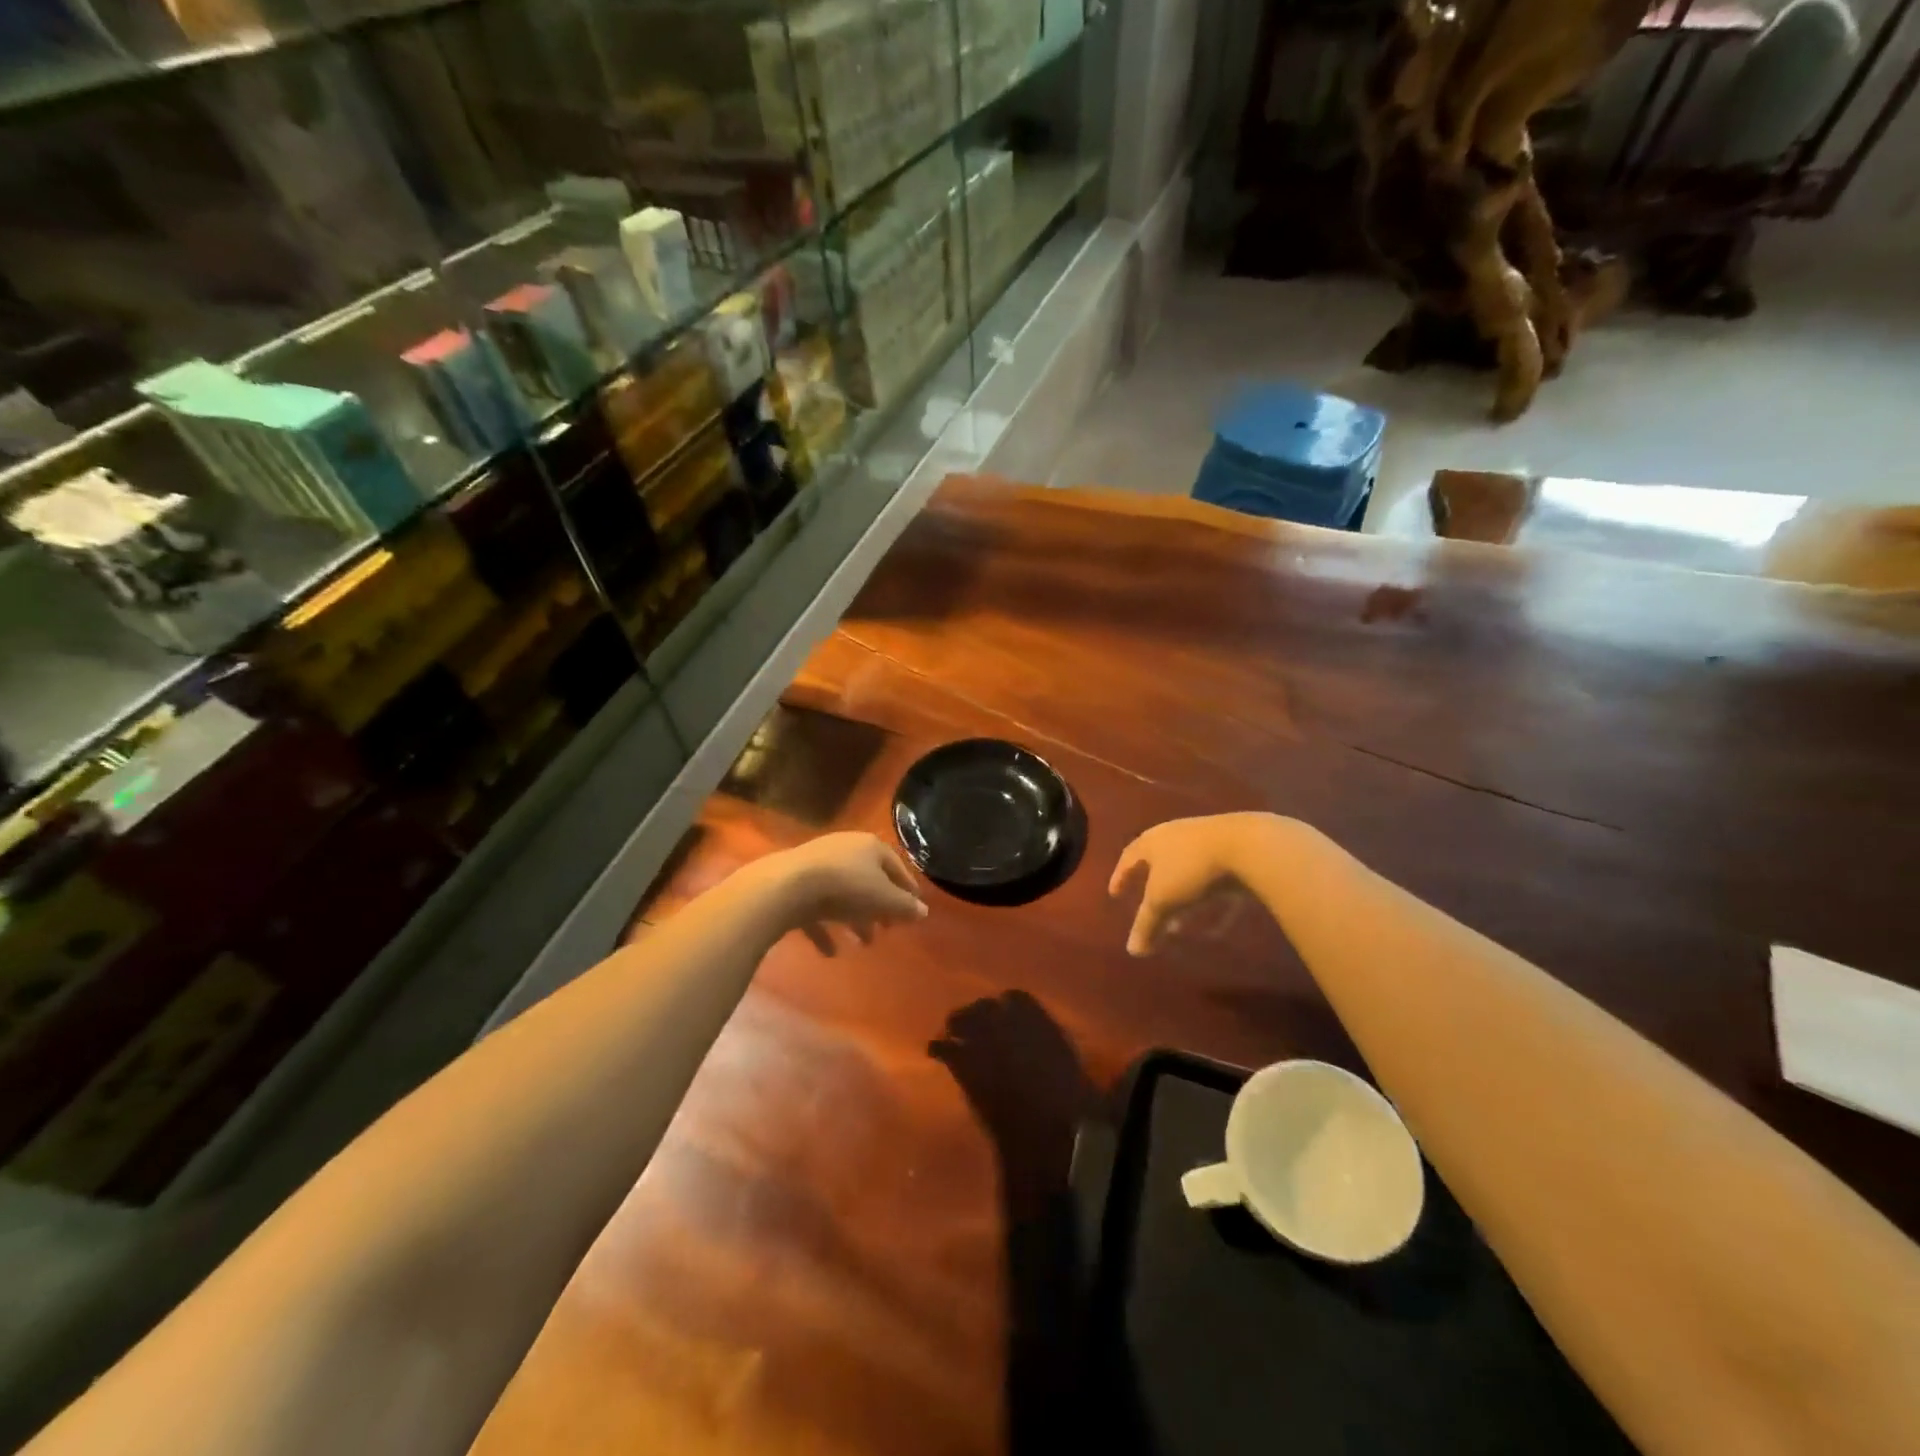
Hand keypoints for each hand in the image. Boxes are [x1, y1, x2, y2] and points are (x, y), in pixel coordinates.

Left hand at [763, 832, 927, 954]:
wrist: (787, 887)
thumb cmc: (846, 887)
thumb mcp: (884, 899)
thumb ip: (905, 907)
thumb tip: (923, 911)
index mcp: (870, 847)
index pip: (896, 867)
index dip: (908, 889)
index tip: (915, 909)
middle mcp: (845, 850)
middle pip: (869, 880)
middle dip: (880, 906)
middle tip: (889, 929)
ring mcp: (817, 866)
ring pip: (843, 894)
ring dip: (855, 918)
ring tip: (864, 943)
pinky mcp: (795, 886)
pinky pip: (816, 909)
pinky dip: (825, 929)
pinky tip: (831, 952)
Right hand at [1108, 813, 1278, 955]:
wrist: (1248, 845)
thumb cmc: (1191, 868)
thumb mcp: (1163, 900)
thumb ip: (1146, 924)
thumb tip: (1132, 951)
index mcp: (1151, 840)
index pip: (1128, 857)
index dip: (1120, 877)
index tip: (1114, 894)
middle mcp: (1174, 834)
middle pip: (1157, 860)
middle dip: (1151, 886)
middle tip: (1148, 907)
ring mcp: (1205, 838)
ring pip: (1185, 867)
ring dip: (1179, 892)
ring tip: (1180, 917)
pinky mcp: (1232, 848)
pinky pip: (1212, 875)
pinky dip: (1208, 894)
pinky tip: (1216, 915)